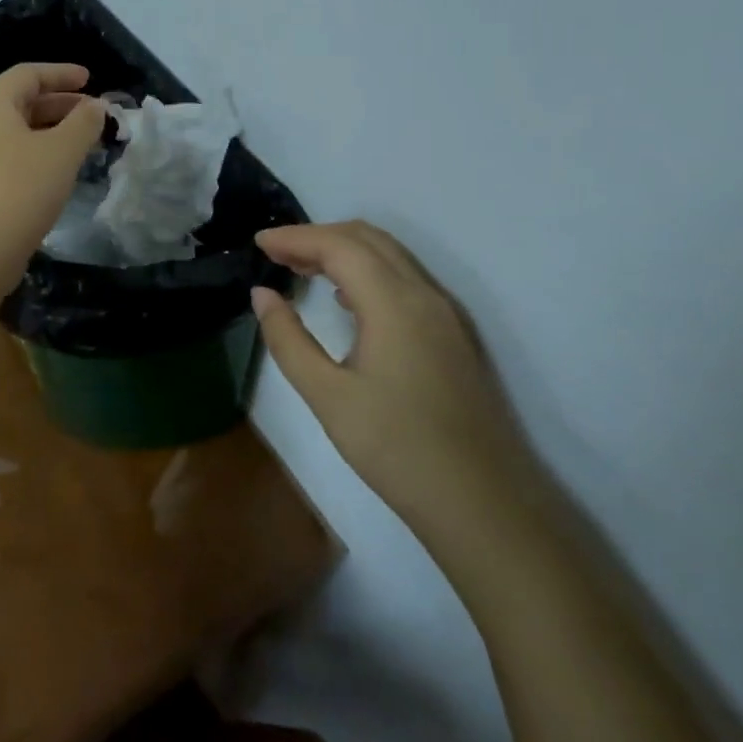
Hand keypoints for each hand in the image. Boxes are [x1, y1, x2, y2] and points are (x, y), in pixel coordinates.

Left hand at [0, 63, 105, 293]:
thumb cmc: (21, 188)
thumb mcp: (62, 151)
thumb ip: (84, 122)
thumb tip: (97, 105)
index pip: (27, 73)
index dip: (61, 73)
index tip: (90, 78)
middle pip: (20, 100)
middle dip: (60, 102)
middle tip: (92, 112)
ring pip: (17, 130)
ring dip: (52, 130)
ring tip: (83, 141)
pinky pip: (11, 155)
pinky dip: (39, 152)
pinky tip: (60, 170)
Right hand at [252, 222, 536, 553]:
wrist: (484, 506)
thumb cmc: (397, 450)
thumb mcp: (328, 397)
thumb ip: (289, 340)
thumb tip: (262, 295)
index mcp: (394, 302)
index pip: (338, 245)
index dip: (295, 237)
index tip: (258, 242)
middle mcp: (424, 293)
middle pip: (366, 238)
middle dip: (318, 236)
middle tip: (276, 253)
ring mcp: (445, 312)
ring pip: (389, 255)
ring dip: (344, 250)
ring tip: (301, 269)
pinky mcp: (453, 333)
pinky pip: (405, 277)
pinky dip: (368, 270)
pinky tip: (345, 299)